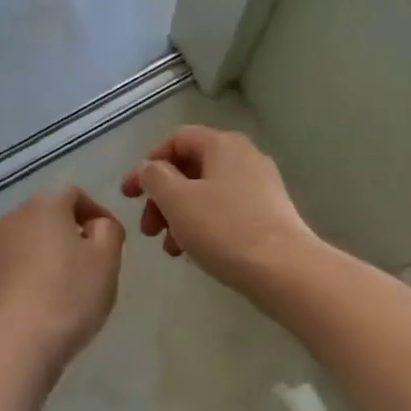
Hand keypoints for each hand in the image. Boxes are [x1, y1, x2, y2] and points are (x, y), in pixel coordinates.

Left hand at [0, 188, 125, 369]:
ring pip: (24, 243)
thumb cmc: (71, 295)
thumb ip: (108, 230)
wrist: (18, 342)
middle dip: (68, 233)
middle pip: (46, 217)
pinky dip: (24, 277)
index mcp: (45, 207)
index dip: (96, 212)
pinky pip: (8, 268)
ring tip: (61, 285)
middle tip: (88, 263)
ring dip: (43, 255)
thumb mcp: (107, 259)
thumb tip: (96, 225)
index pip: (74, 195)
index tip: (110, 239)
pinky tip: (37, 303)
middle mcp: (11, 219)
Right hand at [120, 126, 318, 293]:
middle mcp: (245, 157)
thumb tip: (151, 169)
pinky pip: (225, 211)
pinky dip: (203, 226)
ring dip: (179, 217)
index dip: (147, 165)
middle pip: (190, 169)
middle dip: (162, 198)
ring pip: (206, 194)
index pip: (176, 140)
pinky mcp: (268, 214)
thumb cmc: (224, 229)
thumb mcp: (177, 200)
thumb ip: (155, 177)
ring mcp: (261, 186)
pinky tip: (195, 252)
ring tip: (171, 249)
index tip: (128, 196)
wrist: (283, 269)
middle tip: (148, 230)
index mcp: (223, 145)